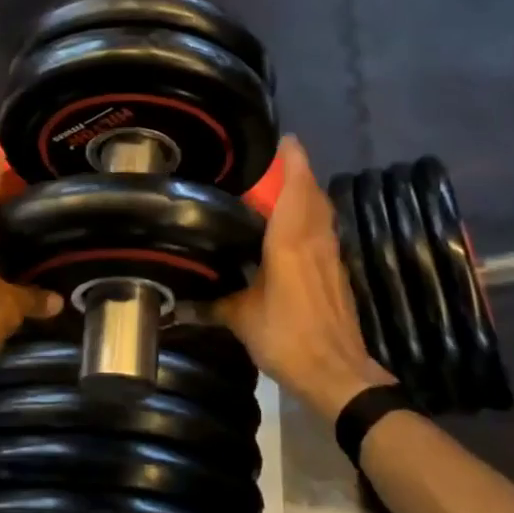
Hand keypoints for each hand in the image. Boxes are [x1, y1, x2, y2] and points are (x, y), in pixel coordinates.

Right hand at [216, 136, 391, 420]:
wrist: (338, 374)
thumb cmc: (288, 338)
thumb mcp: (241, 319)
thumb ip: (212, 304)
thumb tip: (176, 303)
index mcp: (290, 241)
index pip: (296, 188)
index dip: (293, 160)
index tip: (284, 138)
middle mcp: (315, 240)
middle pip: (313, 194)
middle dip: (299, 172)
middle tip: (275, 161)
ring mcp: (331, 257)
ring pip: (322, 213)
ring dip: (308, 194)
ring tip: (283, 188)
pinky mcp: (337, 274)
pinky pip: (325, 232)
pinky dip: (312, 219)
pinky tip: (295, 231)